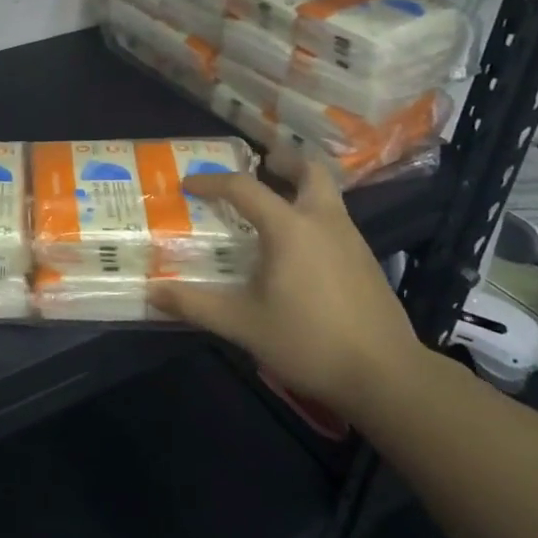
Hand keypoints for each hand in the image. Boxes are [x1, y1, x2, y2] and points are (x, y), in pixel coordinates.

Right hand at [148, 163, 421, 414]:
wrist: (386, 375)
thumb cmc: (309, 342)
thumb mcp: (243, 324)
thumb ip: (196, 305)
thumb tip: (151, 292)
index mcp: (290, 228)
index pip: (245, 188)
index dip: (212, 182)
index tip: (189, 185)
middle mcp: (324, 222)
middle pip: (309, 171)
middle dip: (283, 161)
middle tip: (260, 164)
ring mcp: (351, 240)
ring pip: (327, 195)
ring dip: (300, 187)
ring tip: (274, 204)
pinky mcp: (366, 261)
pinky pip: (335, 220)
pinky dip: (313, 215)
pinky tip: (299, 248)